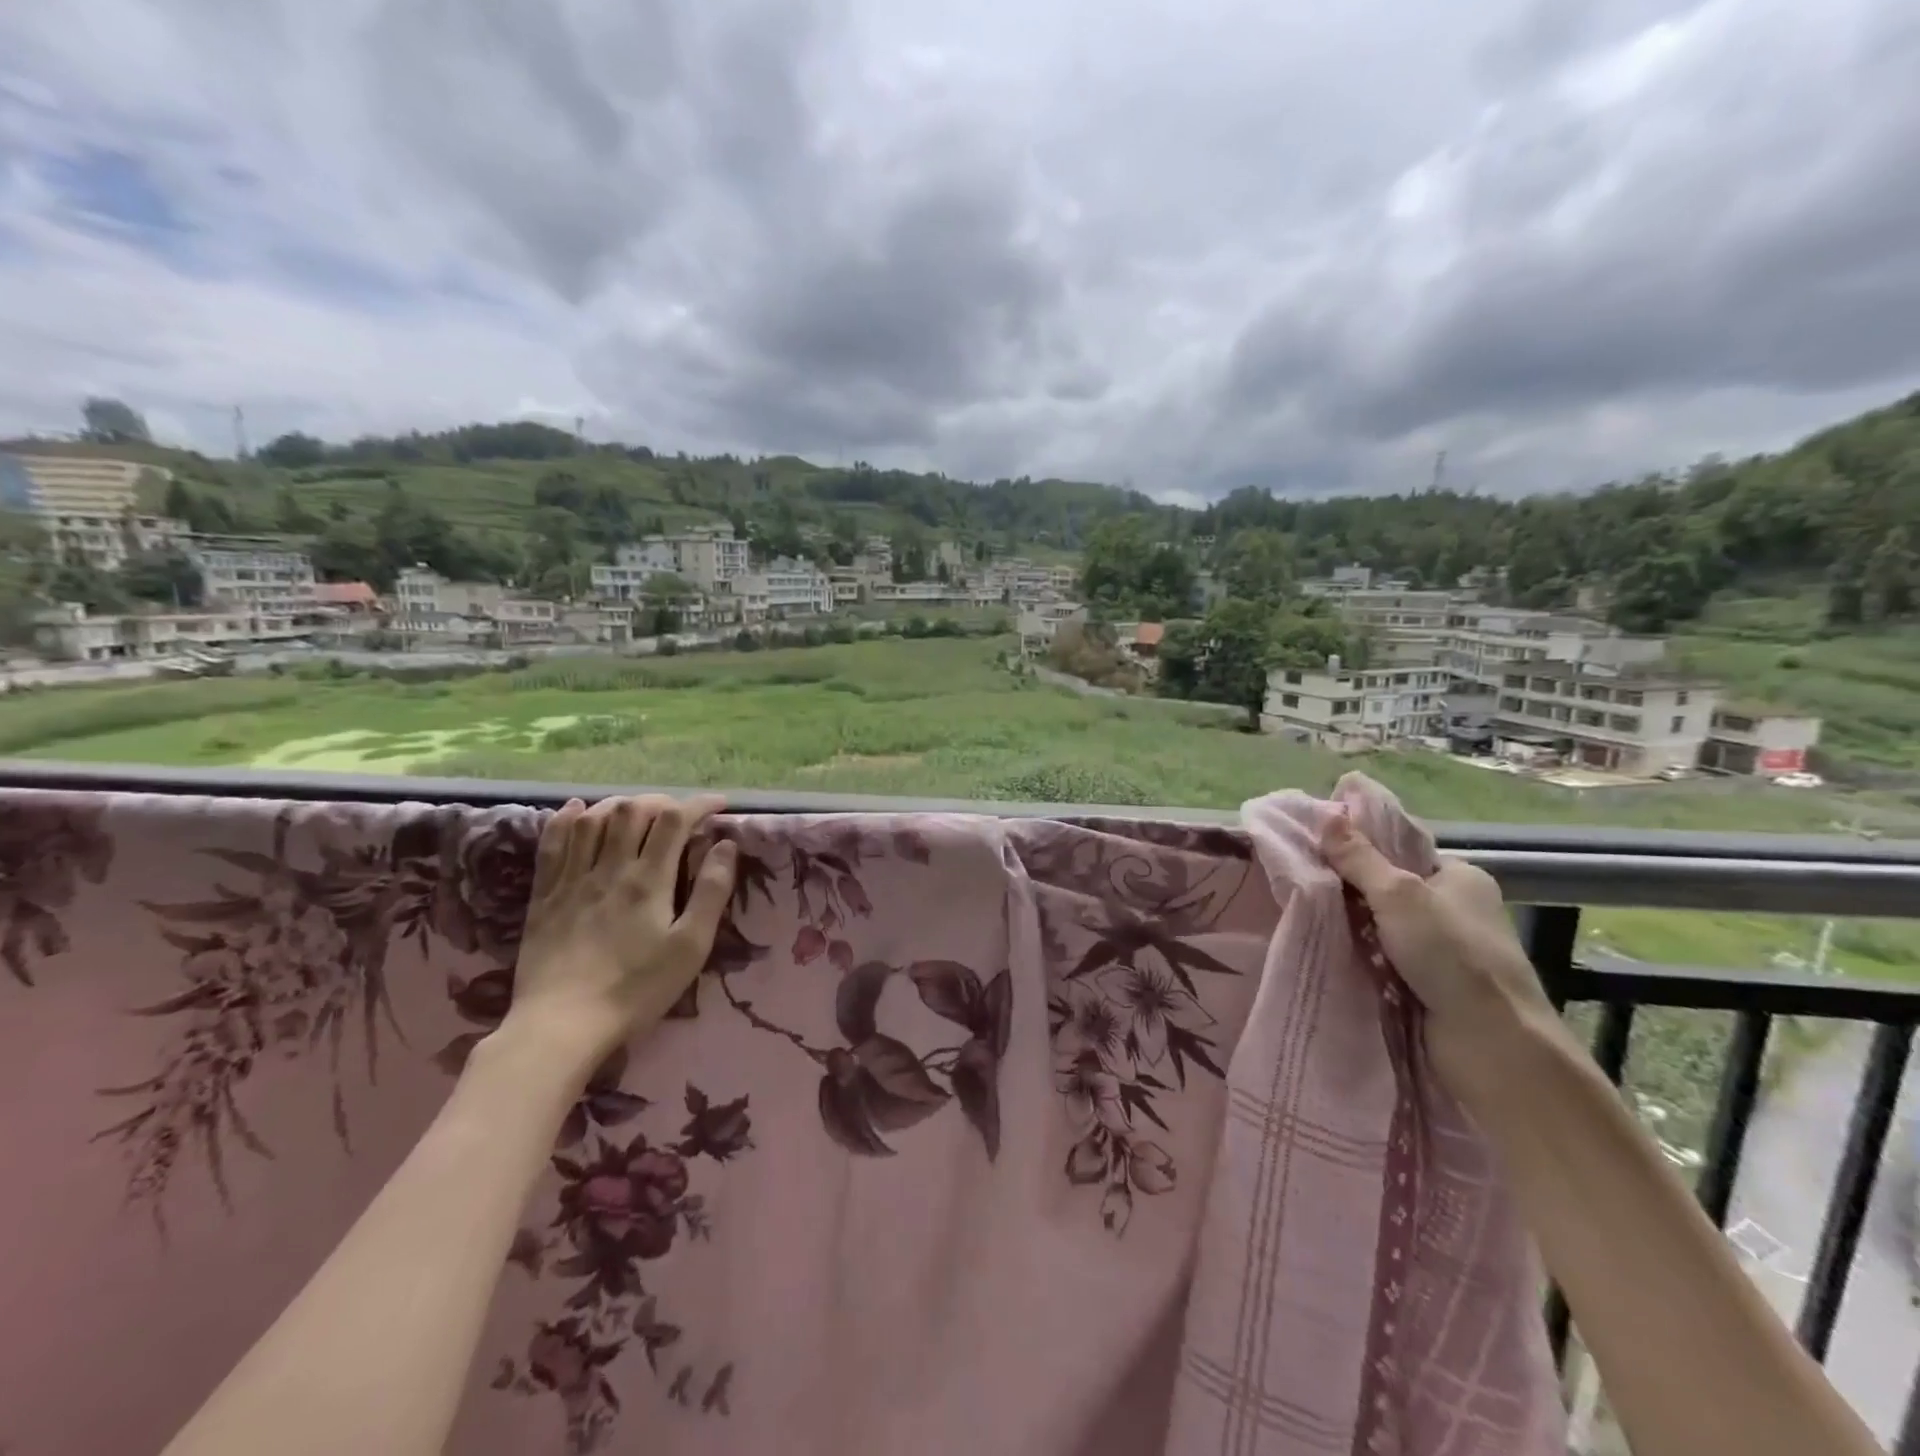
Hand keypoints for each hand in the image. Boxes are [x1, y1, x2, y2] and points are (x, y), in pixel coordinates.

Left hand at [501, 795, 737, 1071]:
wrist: (562, 1025)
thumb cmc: (637, 989)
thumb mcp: (691, 946)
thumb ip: (712, 892)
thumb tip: (726, 844)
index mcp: (648, 879)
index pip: (674, 820)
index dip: (699, 804)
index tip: (719, 805)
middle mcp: (609, 868)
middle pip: (632, 811)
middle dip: (660, 801)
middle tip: (678, 813)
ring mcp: (571, 880)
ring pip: (592, 820)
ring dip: (618, 805)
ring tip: (635, 810)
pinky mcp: (544, 896)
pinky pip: (552, 844)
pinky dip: (566, 819)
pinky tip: (575, 810)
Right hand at [1320, 811, 1558, 1093]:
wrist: (1491, 1044)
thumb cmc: (1452, 956)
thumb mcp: (1398, 894)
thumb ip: (1359, 857)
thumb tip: (1326, 814)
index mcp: (1461, 877)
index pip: (1400, 851)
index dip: (1360, 848)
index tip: (1316, 850)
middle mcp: (1456, 909)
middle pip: (1387, 888)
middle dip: (1349, 890)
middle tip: (1302, 884)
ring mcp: (1444, 949)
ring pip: (1381, 926)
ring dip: (1351, 926)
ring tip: (1303, 914)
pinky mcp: (1430, 983)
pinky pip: (1382, 958)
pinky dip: (1360, 956)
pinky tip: (1326, 949)